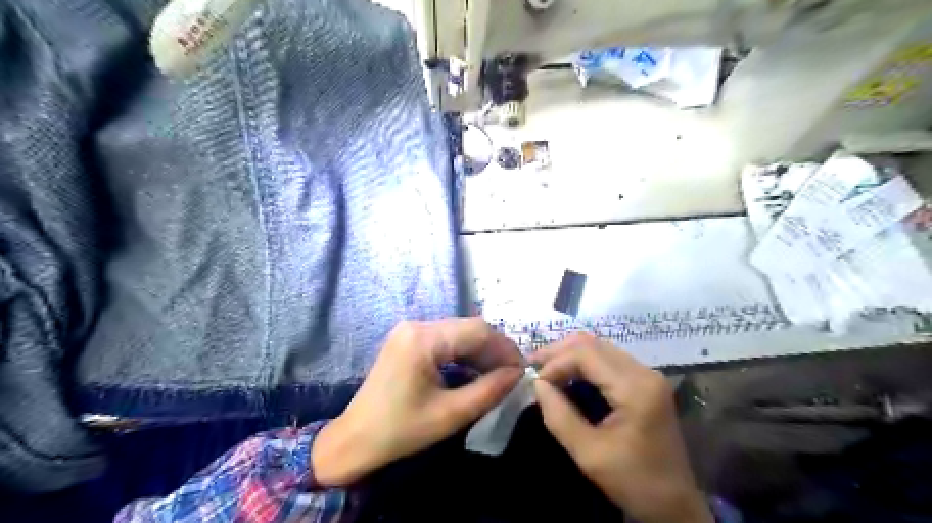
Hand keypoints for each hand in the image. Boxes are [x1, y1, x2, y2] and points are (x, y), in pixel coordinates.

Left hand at [308, 319, 521, 485]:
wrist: (355, 439)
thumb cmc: (401, 430)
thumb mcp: (450, 414)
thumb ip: (489, 390)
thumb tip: (518, 374)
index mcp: (423, 339)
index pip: (477, 330)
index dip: (504, 348)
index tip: (522, 370)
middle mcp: (417, 325)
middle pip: (468, 327)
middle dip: (494, 349)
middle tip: (512, 374)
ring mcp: (410, 330)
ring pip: (459, 332)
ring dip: (480, 351)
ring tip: (498, 374)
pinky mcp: (408, 340)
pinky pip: (445, 339)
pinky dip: (464, 353)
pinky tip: (475, 370)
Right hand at [531, 335, 714, 522]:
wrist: (675, 505)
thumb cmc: (634, 482)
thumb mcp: (589, 454)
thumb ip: (559, 416)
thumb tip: (537, 385)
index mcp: (635, 388)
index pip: (586, 353)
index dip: (556, 362)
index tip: (536, 383)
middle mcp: (644, 372)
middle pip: (593, 344)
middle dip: (559, 352)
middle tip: (533, 366)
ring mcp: (647, 375)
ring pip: (600, 348)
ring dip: (570, 356)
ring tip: (546, 370)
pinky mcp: (645, 382)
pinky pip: (608, 360)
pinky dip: (583, 364)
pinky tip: (568, 376)